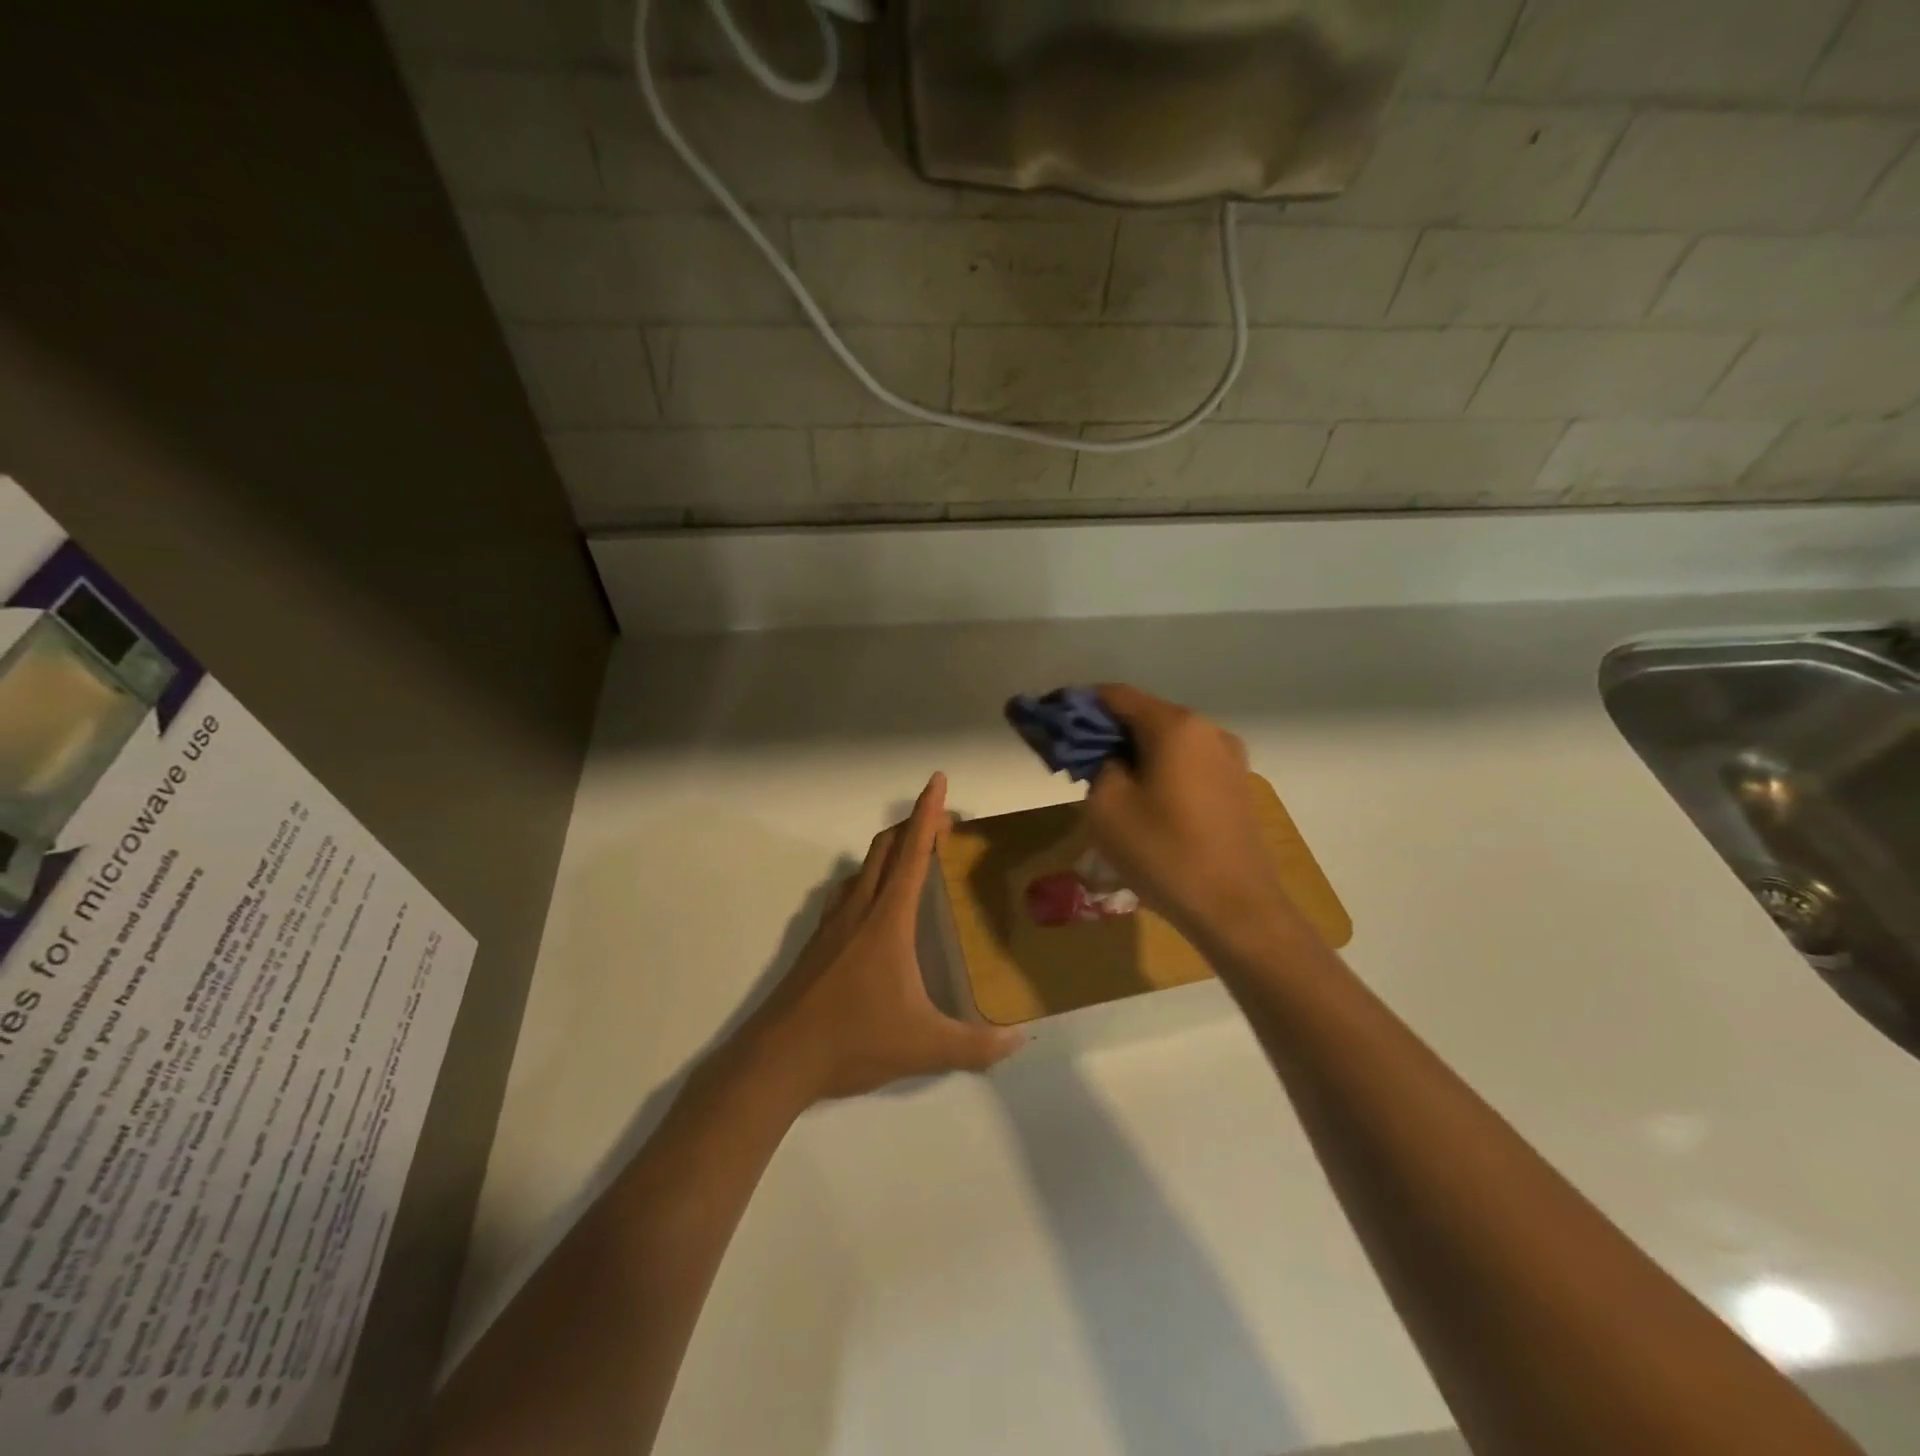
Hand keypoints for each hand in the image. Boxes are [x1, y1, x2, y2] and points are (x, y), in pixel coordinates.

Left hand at [743, 773, 1024, 1102]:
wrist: (778, 1058)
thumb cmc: (854, 1039)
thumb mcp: (925, 1047)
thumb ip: (976, 1046)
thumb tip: (1020, 1041)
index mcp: (888, 920)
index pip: (912, 853)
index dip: (928, 814)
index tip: (938, 781)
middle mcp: (859, 910)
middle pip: (884, 849)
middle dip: (912, 826)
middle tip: (941, 824)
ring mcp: (832, 925)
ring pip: (862, 869)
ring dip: (887, 852)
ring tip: (910, 859)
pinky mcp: (816, 944)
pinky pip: (845, 894)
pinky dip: (866, 881)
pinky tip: (870, 906)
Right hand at [1084, 685, 1292, 949]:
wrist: (1234, 908)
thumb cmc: (1163, 852)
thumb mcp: (1107, 806)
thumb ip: (1097, 764)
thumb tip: (1107, 756)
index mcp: (1175, 726)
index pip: (1116, 696)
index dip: (1079, 705)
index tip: (1052, 721)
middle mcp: (1207, 730)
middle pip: (1144, 715)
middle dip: (1106, 731)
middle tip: (1074, 758)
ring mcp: (1228, 758)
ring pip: (1167, 741)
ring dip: (1133, 752)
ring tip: (1105, 781)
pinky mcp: (1235, 785)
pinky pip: (1187, 763)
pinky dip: (1159, 768)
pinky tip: (1142, 798)